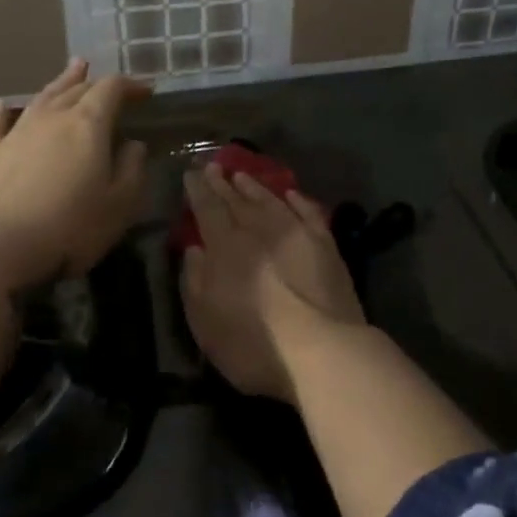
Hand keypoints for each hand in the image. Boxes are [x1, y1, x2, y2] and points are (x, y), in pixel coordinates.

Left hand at [0, 59, 150, 283]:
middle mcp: (52, 118)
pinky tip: (4, 105)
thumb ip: (132, 169)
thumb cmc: (68, 227)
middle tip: (111, 83)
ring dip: (60, 83)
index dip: (131, 86)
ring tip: (74, 69)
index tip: (146, 92)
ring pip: (42, 98)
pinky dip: (4, 110)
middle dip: (97, 83)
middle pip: (77, 89)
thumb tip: (133, 145)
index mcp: (88, 125)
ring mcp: (15, 132)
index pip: (112, 89)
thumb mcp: (119, 205)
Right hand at [181, 166, 365, 401]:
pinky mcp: (325, 244)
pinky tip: (291, 194)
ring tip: (242, 175)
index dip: (198, 189)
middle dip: (222, 182)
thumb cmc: (254, 345)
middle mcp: (259, 230)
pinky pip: (308, 212)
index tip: (190, 173)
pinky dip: (298, 200)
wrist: (322, 350)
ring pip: (270, 200)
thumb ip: (195, 282)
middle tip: (213, 166)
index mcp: (226, 247)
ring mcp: (296, 233)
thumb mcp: (205, 323)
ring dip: (254, 187)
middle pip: (237, 200)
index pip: (208, 208)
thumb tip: (194, 249)